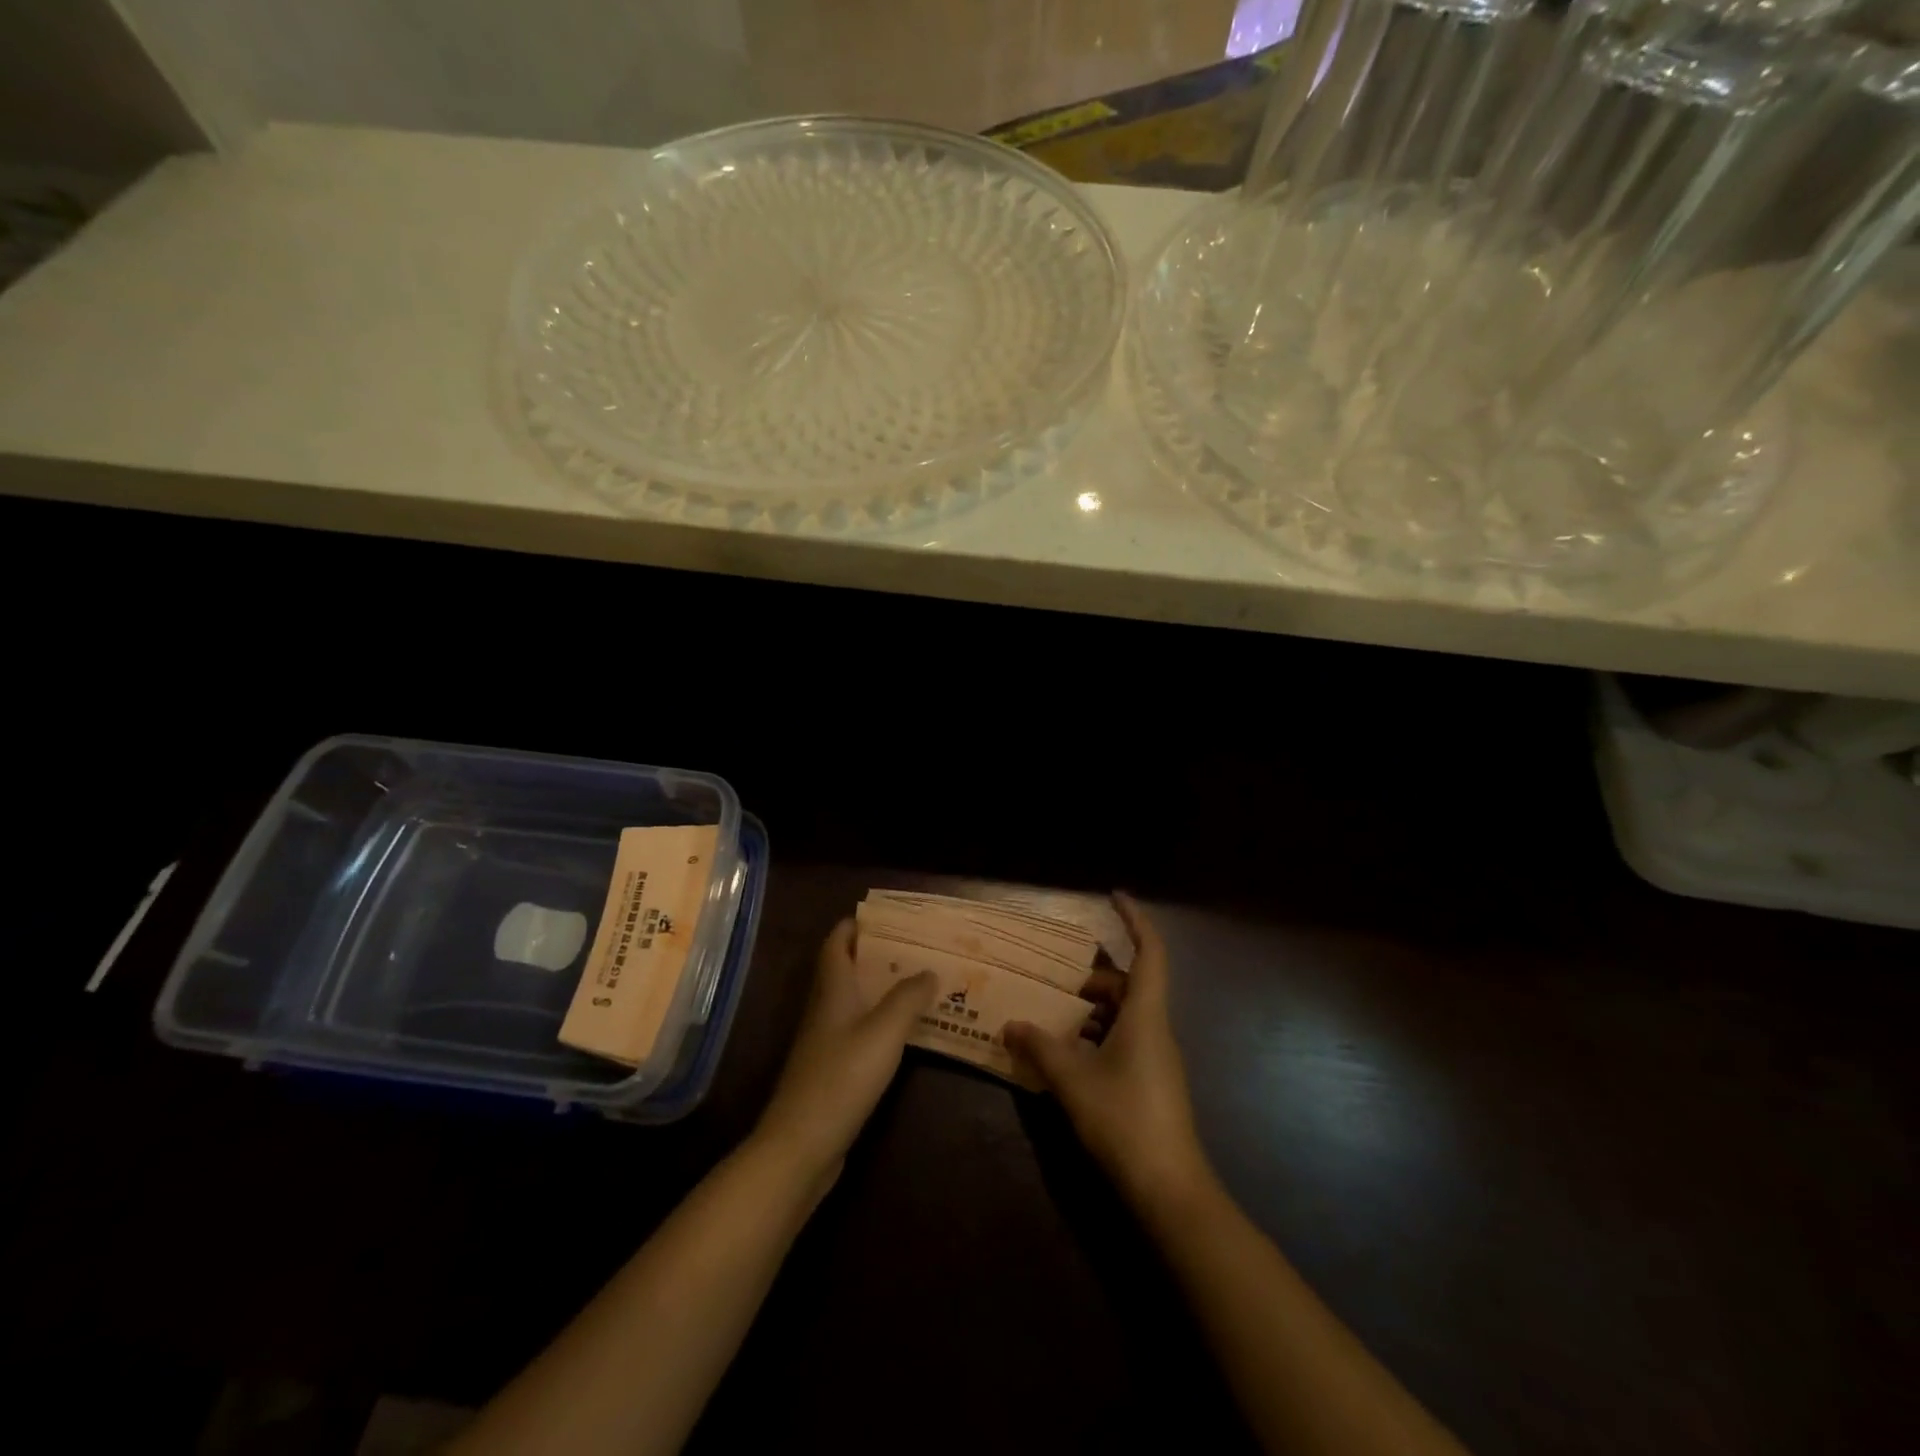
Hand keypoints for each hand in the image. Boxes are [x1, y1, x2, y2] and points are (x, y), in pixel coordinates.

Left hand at [754, 919, 935, 1183]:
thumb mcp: (884, 1031)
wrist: (801, 1145)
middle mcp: (825, 1009)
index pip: (837, 942)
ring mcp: (825, 1041)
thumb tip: (929, 970)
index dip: (856, 925)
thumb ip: (908, 998)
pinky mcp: (832, 1070)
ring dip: (881, 988)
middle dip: (877, 955)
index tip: (888, 917)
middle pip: (846, 969)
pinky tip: (905, 1031)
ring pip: (854, 1000)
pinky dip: (880, 1021)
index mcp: (832, 990)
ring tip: (919, 982)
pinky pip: (858, 1030)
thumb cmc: (842, 1077)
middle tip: (916, 948)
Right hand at [1005, 894, 1212, 1214]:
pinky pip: (1122, 1039)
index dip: (1135, 920)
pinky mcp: (1151, 1080)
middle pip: (1128, 984)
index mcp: (1145, 1015)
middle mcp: (1155, 1028)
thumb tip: (1011, 1024)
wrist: (1170, 1188)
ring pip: (1124, 1014)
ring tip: (1051, 1013)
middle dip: (1093, 976)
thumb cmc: (1125, 1120)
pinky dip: (1095, 1035)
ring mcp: (1156, 1056)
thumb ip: (1041, 1048)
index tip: (1114, 895)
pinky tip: (1066, 1053)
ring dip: (1091, 1009)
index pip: (1150, 952)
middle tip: (1054, 977)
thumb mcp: (1073, 1081)